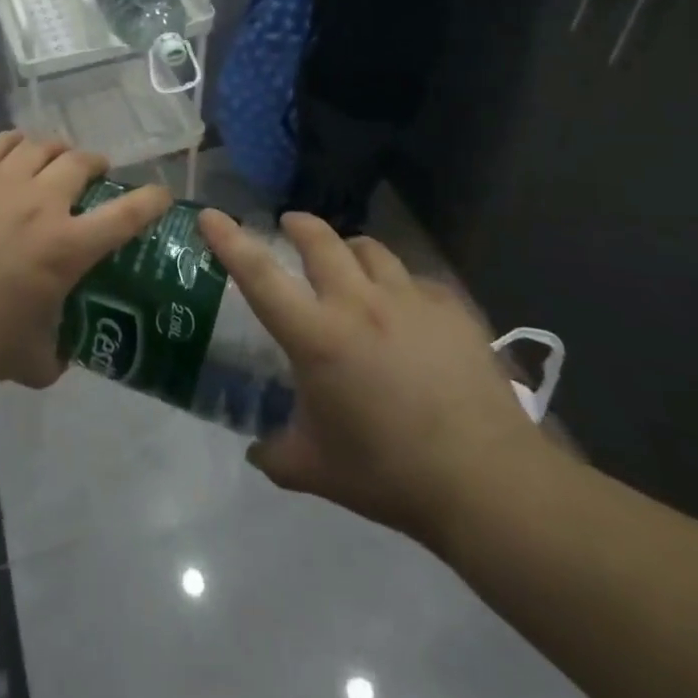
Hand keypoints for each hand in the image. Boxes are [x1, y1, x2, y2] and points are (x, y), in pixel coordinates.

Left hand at [0, 132, 169, 387]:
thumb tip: (59, 359)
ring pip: (42, 146)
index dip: (151, 200)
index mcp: (68, 246)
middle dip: (96, 163)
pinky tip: (15, 150)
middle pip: (81, 162)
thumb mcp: (29, 360)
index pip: (127, 213)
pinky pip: (1, 142)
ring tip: (54, 158)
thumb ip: (54, 358)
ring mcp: (4, 180)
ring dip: (57, 150)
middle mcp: (43, 203)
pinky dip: (16, 143)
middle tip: (95, 172)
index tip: (160, 194)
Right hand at [198, 209, 554, 553]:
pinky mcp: (450, 308)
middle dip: (299, 225)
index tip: (210, 216)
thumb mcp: (316, 470)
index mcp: (317, 336)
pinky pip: (414, 279)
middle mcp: (358, 303)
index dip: (229, 240)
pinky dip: (398, 283)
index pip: (259, 275)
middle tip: (290, 227)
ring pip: (370, 249)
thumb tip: (256, 450)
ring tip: (348, 264)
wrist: (487, 482)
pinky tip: (404, 309)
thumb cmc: (389, 473)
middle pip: (320, 240)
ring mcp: (408, 300)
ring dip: (350, 249)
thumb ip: (275, 454)